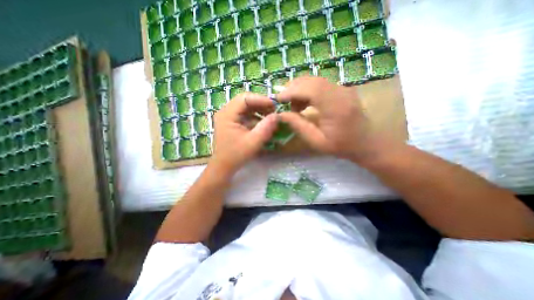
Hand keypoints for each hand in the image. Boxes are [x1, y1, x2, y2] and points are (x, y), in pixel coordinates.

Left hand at [209, 93, 277, 174]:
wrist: (224, 166)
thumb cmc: (236, 155)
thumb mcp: (253, 142)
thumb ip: (266, 128)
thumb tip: (278, 115)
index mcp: (227, 114)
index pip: (245, 98)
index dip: (261, 99)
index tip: (275, 105)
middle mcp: (226, 112)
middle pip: (245, 101)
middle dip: (261, 104)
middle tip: (274, 110)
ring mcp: (228, 117)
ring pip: (246, 107)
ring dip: (259, 110)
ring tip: (271, 115)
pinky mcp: (232, 122)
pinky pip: (245, 114)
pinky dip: (256, 116)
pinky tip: (264, 122)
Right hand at [277, 76, 385, 162]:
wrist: (366, 142)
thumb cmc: (342, 146)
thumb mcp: (316, 141)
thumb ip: (298, 126)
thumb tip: (281, 114)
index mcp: (336, 107)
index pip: (310, 89)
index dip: (291, 91)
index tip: (277, 100)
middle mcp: (341, 92)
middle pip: (311, 80)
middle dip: (292, 88)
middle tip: (282, 102)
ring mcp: (343, 88)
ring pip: (315, 80)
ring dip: (299, 89)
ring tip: (293, 106)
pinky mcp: (342, 89)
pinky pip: (320, 84)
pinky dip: (307, 90)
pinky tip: (304, 103)